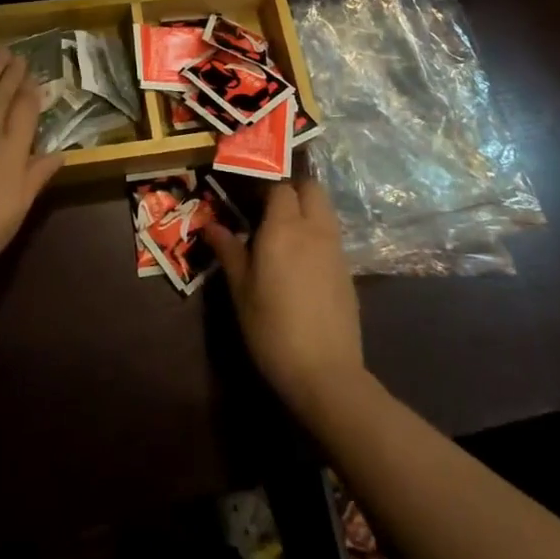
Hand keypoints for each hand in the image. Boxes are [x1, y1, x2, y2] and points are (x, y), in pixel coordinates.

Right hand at [206, 178, 364, 419]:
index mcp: (284, 227)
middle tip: (268, 206)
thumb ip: (229, 251)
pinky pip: (331, 234)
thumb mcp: (241, 291)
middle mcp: (314, 228)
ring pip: (324, 208)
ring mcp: (335, 248)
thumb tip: (211, 225)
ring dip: (307, 207)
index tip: (247, 197)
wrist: (326, 373)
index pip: (279, 186)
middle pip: (310, 187)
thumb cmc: (273, 328)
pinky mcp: (348, 270)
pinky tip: (302, 260)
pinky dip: (317, 232)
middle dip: (292, 188)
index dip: (264, 186)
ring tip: (284, 231)